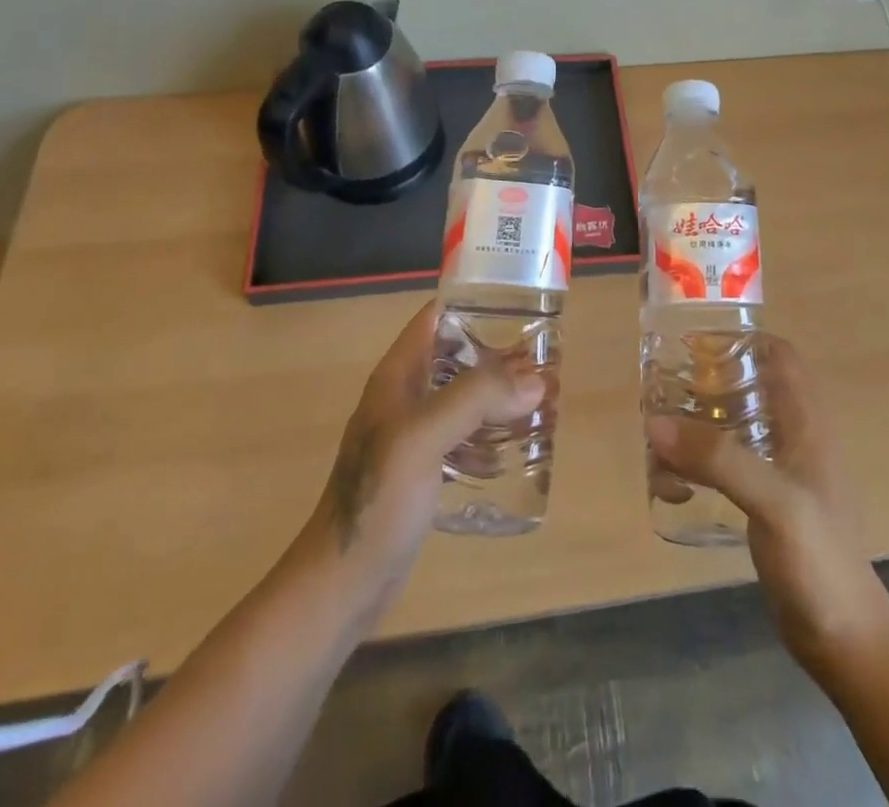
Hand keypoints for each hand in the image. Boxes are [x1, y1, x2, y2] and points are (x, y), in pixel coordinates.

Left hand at [298, 300, 544, 618]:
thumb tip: (536, 380)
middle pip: (458, 358)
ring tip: (544, 403)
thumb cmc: (377, 500)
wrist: (340, 584)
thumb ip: (476, 400)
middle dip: (501, 358)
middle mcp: (405, 397)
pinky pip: (463, 438)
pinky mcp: (422, 470)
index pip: (437, 318)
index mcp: (398, 375)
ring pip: (465, 399)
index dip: (477, 305)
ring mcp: (412, 435)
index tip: (522, 308)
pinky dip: (490, 436)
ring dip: (501, 397)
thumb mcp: (423, 437)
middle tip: (547, 364)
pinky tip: (516, 450)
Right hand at [646, 337, 888, 680]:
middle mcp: (795, 437)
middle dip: (707, 381)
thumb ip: (718, 458)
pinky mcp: (767, 503)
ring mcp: (782, 472)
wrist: (845, 642)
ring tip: (659, 436)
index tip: (693, 342)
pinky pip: (728, 466)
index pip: (779, 355)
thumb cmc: (819, 560)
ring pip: (735, 425)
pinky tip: (674, 486)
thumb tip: (655, 420)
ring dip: (699, 425)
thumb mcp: (772, 501)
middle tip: (664, 389)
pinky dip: (700, 464)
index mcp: (807, 422)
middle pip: (750, 385)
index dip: (741, 339)